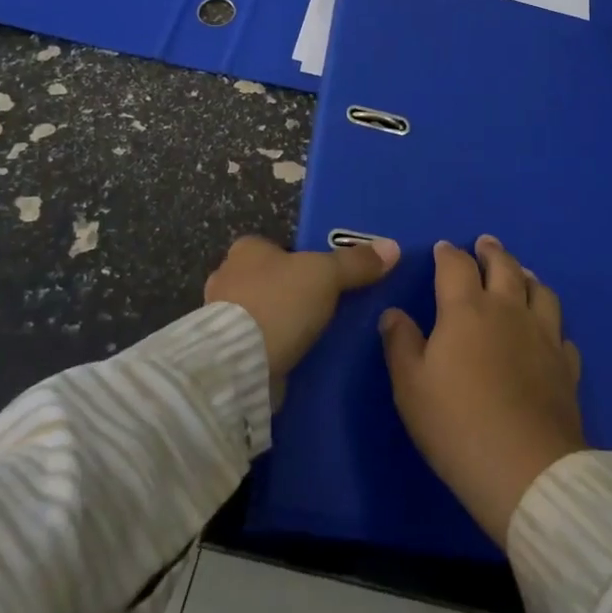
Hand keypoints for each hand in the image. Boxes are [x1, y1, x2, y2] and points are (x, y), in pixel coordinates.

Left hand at [204, 234, 399, 379]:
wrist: (239, 365)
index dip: (299, 260)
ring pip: (258, 312)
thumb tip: (392, 247)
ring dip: (278, 322)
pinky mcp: (222, 352)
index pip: (276, 247)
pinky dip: (269, 348)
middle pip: (266, 279)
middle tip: (320, 308)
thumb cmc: (279, 302)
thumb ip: (356, 262)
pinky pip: (253, 343)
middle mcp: (226, 276)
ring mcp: (219, 317)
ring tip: (310, 337)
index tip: (322, 278)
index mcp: (246, 249)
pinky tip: (292, 359)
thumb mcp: (327, 275)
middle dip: (288, 292)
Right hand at [379, 236, 584, 549]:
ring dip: (527, 277)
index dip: (448, 253)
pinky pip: (561, 333)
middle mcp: (508, 310)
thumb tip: (393, 313)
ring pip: (540, 291)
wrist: (527, 471)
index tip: (442, 249)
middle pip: (504, 266)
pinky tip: (548, 333)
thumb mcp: (411, 387)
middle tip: (486, 244)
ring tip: (521, 275)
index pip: (456, 265)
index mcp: (466, 309)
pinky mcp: (566, 366)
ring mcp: (543, 336)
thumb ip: (400, 344)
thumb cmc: (458, 425)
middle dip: (492, 251)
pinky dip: (552, 325)